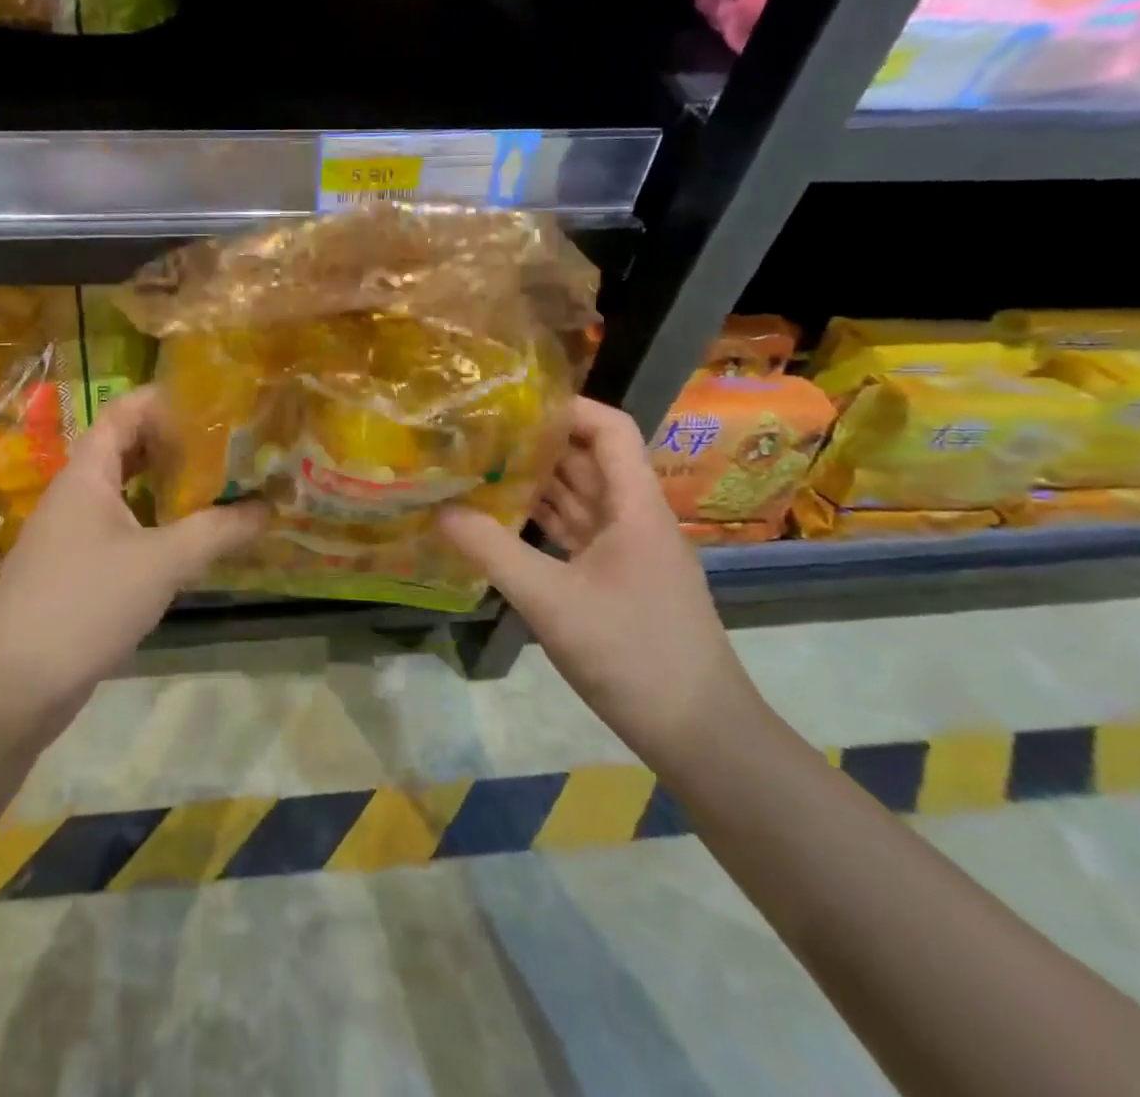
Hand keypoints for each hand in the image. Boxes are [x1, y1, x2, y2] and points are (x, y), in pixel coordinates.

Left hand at [0, 388, 266, 713]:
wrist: (11, 687)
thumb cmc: (84, 603)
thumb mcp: (161, 562)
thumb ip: (218, 531)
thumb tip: (269, 508)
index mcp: (87, 473)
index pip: (124, 412)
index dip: (166, 399)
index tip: (216, 400)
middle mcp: (77, 494)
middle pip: (129, 450)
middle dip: (178, 444)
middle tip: (232, 444)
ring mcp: (74, 535)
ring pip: (128, 494)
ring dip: (170, 488)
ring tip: (223, 485)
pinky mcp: (78, 572)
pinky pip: (125, 531)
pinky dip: (158, 526)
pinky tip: (192, 540)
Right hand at [438, 397, 760, 766]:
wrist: (699, 734)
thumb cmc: (632, 654)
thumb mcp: (552, 601)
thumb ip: (493, 552)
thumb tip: (440, 511)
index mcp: (636, 507)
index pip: (611, 429)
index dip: (568, 407)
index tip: (513, 405)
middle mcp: (636, 519)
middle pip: (591, 461)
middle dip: (541, 442)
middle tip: (481, 433)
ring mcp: (630, 553)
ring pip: (583, 499)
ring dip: (540, 482)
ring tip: (483, 466)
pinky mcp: (620, 582)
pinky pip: (579, 534)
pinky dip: (545, 521)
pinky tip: (506, 520)